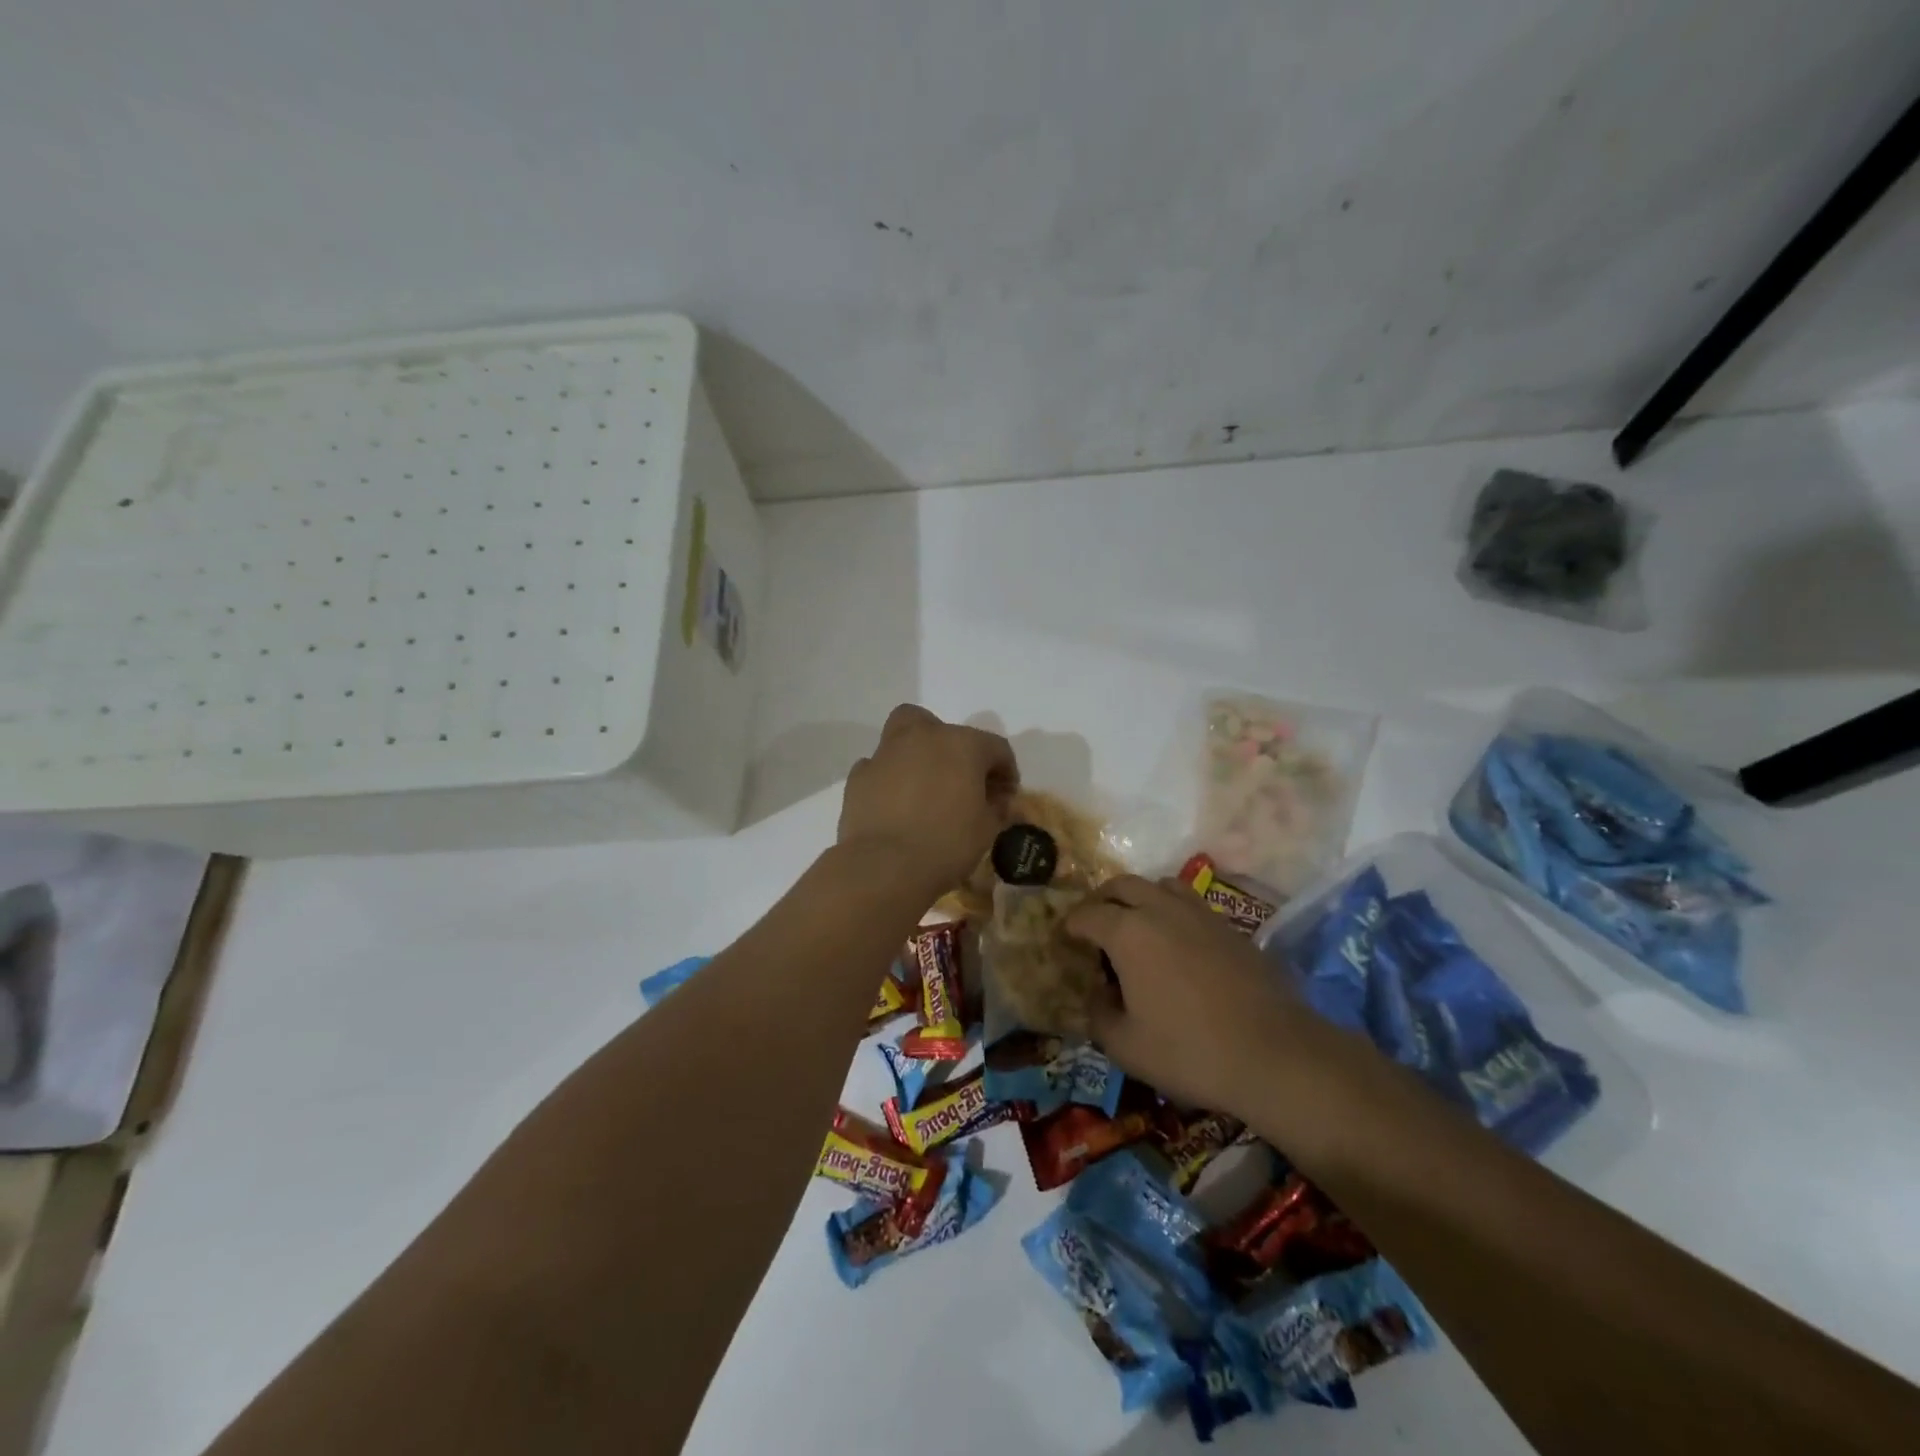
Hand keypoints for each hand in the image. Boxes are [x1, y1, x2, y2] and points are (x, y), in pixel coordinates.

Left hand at [838, 706, 1018, 893]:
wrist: (885, 866)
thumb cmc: (947, 844)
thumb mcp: (987, 829)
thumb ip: (996, 807)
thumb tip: (996, 801)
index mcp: (962, 744)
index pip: (995, 748)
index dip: (1005, 772)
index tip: (1005, 798)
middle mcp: (923, 737)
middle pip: (942, 728)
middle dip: (953, 747)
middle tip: (958, 779)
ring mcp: (886, 753)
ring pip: (903, 736)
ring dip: (916, 755)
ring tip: (922, 788)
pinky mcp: (859, 776)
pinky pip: (878, 767)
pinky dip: (888, 778)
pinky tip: (894, 804)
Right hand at [1066, 875, 1320, 1113]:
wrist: (1275, 1054)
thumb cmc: (1190, 1052)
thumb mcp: (1125, 1046)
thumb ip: (1099, 1014)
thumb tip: (1098, 993)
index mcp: (1128, 932)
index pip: (1087, 914)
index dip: (1071, 925)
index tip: (1065, 939)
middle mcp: (1161, 910)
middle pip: (1122, 885)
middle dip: (1101, 900)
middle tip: (1094, 924)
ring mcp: (1200, 914)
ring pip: (1160, 885)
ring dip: (1139, 898)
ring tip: (1135, 926)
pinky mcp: (1230, 927)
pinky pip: (1190, 903)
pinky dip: (1171, 911)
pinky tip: (1176, 943)